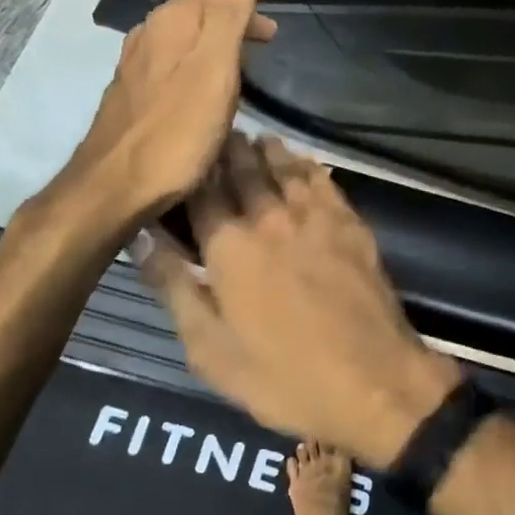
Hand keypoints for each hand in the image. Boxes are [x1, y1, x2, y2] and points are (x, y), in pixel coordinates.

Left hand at [34, 0, 275, 253]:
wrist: (113, 189)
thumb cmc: (175, 131)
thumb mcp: (214, 68)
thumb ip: (228, 10)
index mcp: (173, 23)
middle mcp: (151, 35)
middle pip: (196, 5)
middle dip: (234, 7)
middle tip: (270, 27)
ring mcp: (139, 66)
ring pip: (185, 33)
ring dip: (220, 34)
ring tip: (251, 52)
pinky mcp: (136, 94)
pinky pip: (176, 59)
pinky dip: (203, 58)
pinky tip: (212, 83)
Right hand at [139, 135, 460, 468]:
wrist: (373, 379)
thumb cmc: (282, 376)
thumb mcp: (209, 349)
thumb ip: (174, 287)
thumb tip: (140, 238)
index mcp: (229, 247)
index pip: (201, 193)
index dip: (190, 171)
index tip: (182, 155)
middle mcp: (270, 218)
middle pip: (244, 171)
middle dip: (228, 151)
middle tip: (219, 135)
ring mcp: (315, 216)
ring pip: (285, 168)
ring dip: (267, 152)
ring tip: (255, 140)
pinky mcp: (350, 223)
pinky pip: (323, 181)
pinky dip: (307, 166)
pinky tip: (302, 162)